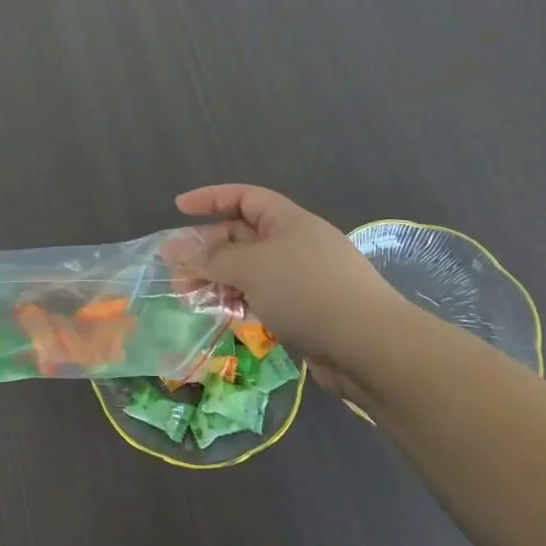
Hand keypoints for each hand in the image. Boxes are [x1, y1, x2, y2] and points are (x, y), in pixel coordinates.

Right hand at [173, 185, 413, 393]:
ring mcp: (300, 279)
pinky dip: (238, 302)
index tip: (178, 208)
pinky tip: (221, 315)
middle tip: (174, 270)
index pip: (243, 197)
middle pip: (241, 237)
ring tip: (189, 297)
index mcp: (288, 221)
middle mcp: (294, 244)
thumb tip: (179, 249)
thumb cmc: (308, 291)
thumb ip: (213, 258)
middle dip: (206, 250)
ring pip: (248, 271)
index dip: (210, 198)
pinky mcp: (304, 312)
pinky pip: (261, 298)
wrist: (371, 348)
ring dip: (217, 279)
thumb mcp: (252, 267)